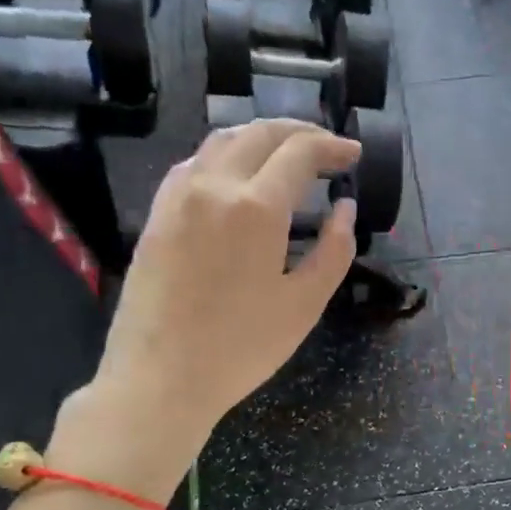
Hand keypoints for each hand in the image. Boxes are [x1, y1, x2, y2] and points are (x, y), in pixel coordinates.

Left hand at [52, 120, 359, 492]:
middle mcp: (213, 186)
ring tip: (287, 155)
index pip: (300, 153)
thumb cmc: (241, 348)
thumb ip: (334, 251)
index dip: (332, 147)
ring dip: (261, 138)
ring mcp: (177, 196)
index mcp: (255, 207)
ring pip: (222, 141)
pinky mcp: (157, 214)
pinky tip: (239, 178)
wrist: (160, 377)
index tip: (354, 155)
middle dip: (300, 132)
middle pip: (259, 133)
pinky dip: (227, 156)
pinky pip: (195, 164)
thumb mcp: (304, 305)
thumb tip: (345, 209)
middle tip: (328, 148)